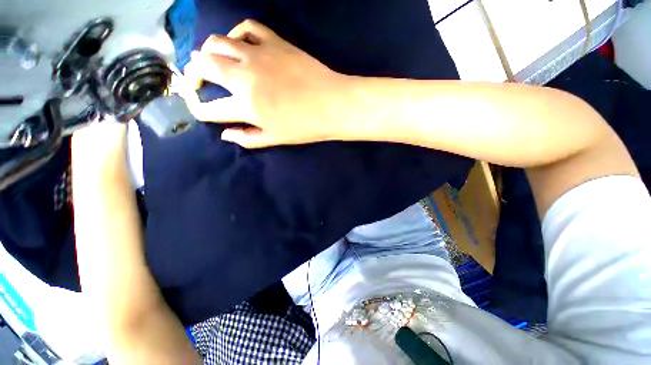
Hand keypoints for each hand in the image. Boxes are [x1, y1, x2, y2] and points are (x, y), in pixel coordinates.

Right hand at [184, 20, 353, 147]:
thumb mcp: (276, 139)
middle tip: (196, 80)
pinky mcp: (274, 42)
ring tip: (210, 60)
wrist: (332, 105)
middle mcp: (245, 77)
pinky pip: (246, 27)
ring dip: (207, 51)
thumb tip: (225, 135)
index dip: (201, 111)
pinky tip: (238, 43)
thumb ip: (248, 138)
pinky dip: (236, 33)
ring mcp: (258, 55)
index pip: (211, 109)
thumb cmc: (305, 127)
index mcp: (247, 106)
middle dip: (193, 75)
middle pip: (204, 67)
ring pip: (218, 43)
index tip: (200, 110)